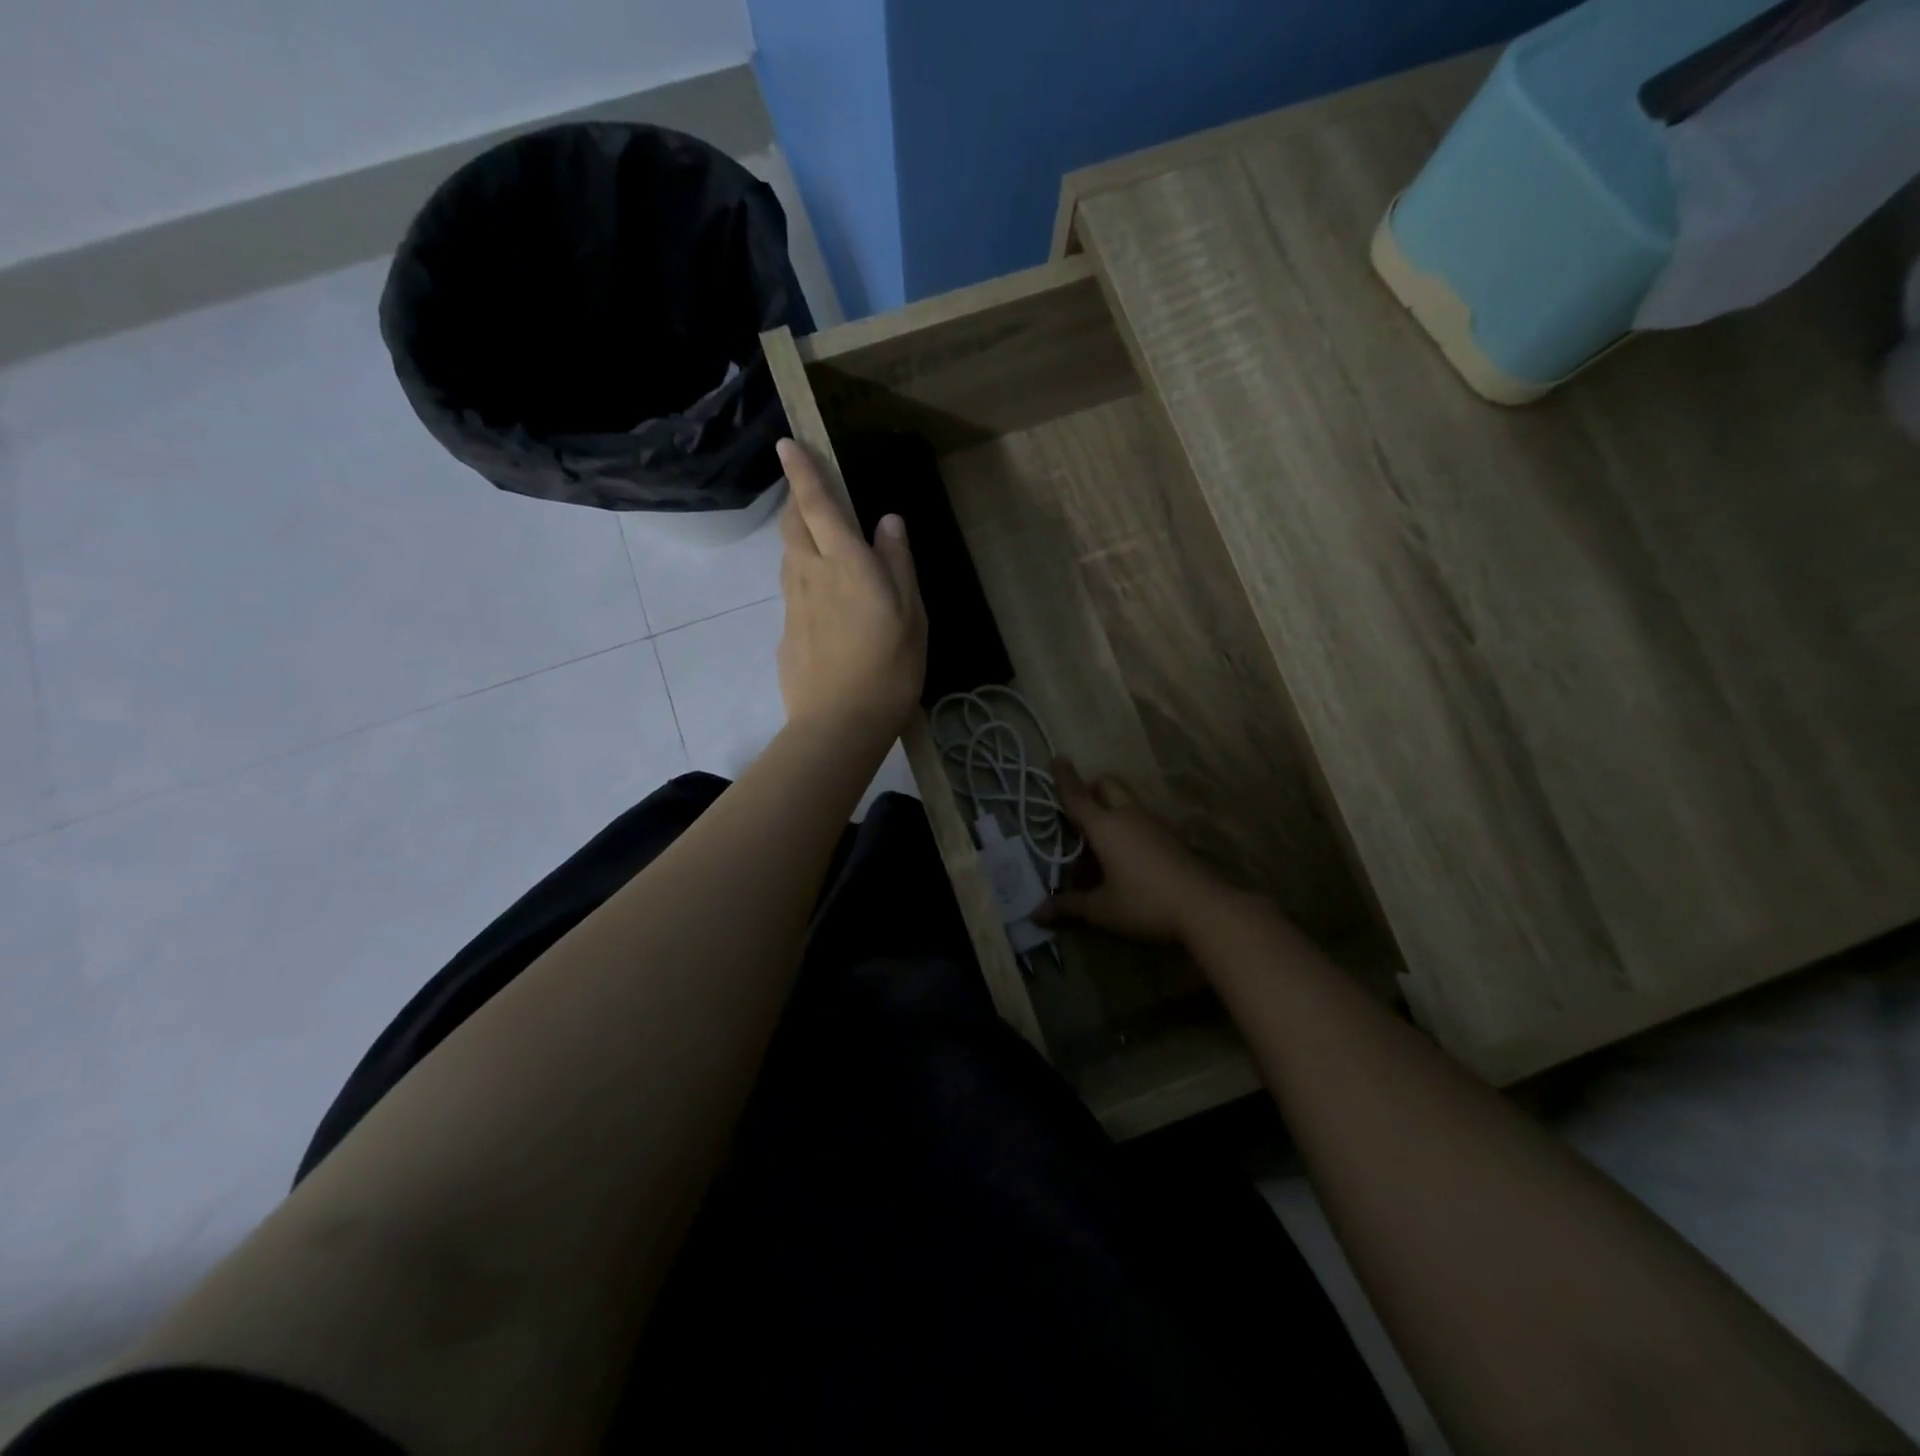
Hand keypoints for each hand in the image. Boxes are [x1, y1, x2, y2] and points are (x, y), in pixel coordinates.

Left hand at [775, 438, 926, 744]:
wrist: (839, 724)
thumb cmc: (888, 666)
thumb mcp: (911, 614)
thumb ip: (898, 563)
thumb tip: (888, 521)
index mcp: (844, 562)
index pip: (816, 504)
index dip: (801, 472)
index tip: (786, 443)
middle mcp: (810, 574)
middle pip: (793, 526)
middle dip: (797, 502)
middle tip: (812, 496)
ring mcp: (792, 605)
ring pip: (789, 557)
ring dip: (799, 539)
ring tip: (820, 544)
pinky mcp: (786, 633)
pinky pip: (793, 592)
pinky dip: (804, 579)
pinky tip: (825, 604)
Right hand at [1038, 760, 1235, 944]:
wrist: (1205, 909)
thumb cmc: (1144, 903)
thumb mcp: (1101, 909)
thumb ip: (1069, 906)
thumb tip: (1037, 914)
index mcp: (1105, 826)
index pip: (1077, 796)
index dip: (1063, 778)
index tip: (1057, 757)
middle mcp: (1128, 817)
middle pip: (1107, 786)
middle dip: (1091, 790)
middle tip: (1078, 812)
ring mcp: (1154, 826)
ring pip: (1126, 805)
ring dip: (1109, 814)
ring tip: (1095, 849)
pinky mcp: (1171, 840)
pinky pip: (1140, 823)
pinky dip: (1126, 831)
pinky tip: (1123, 862)